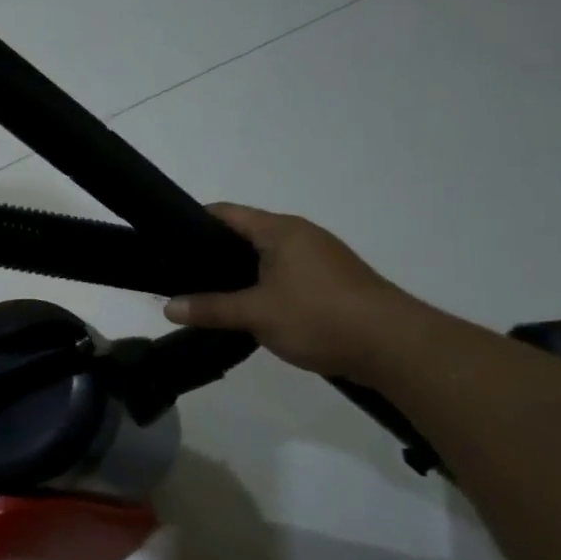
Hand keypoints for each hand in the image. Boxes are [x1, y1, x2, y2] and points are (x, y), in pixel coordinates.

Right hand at [163, 204, 415, 377]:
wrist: (393, 346)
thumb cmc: (319, 316)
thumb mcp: (256, 314)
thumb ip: (211, 308)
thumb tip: (168, 307)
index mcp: (280, 230)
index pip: (226, 213)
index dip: (194, 222)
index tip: (167, 240)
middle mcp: (301, 235)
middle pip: (246, 234)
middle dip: (214, 252)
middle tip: (181, 274)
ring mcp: (320, 258)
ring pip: (267, 257)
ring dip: (240, 272)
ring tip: (209, 294)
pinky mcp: (332, 282)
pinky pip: (286, 274)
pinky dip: (263, 285)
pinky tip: (249, 309)